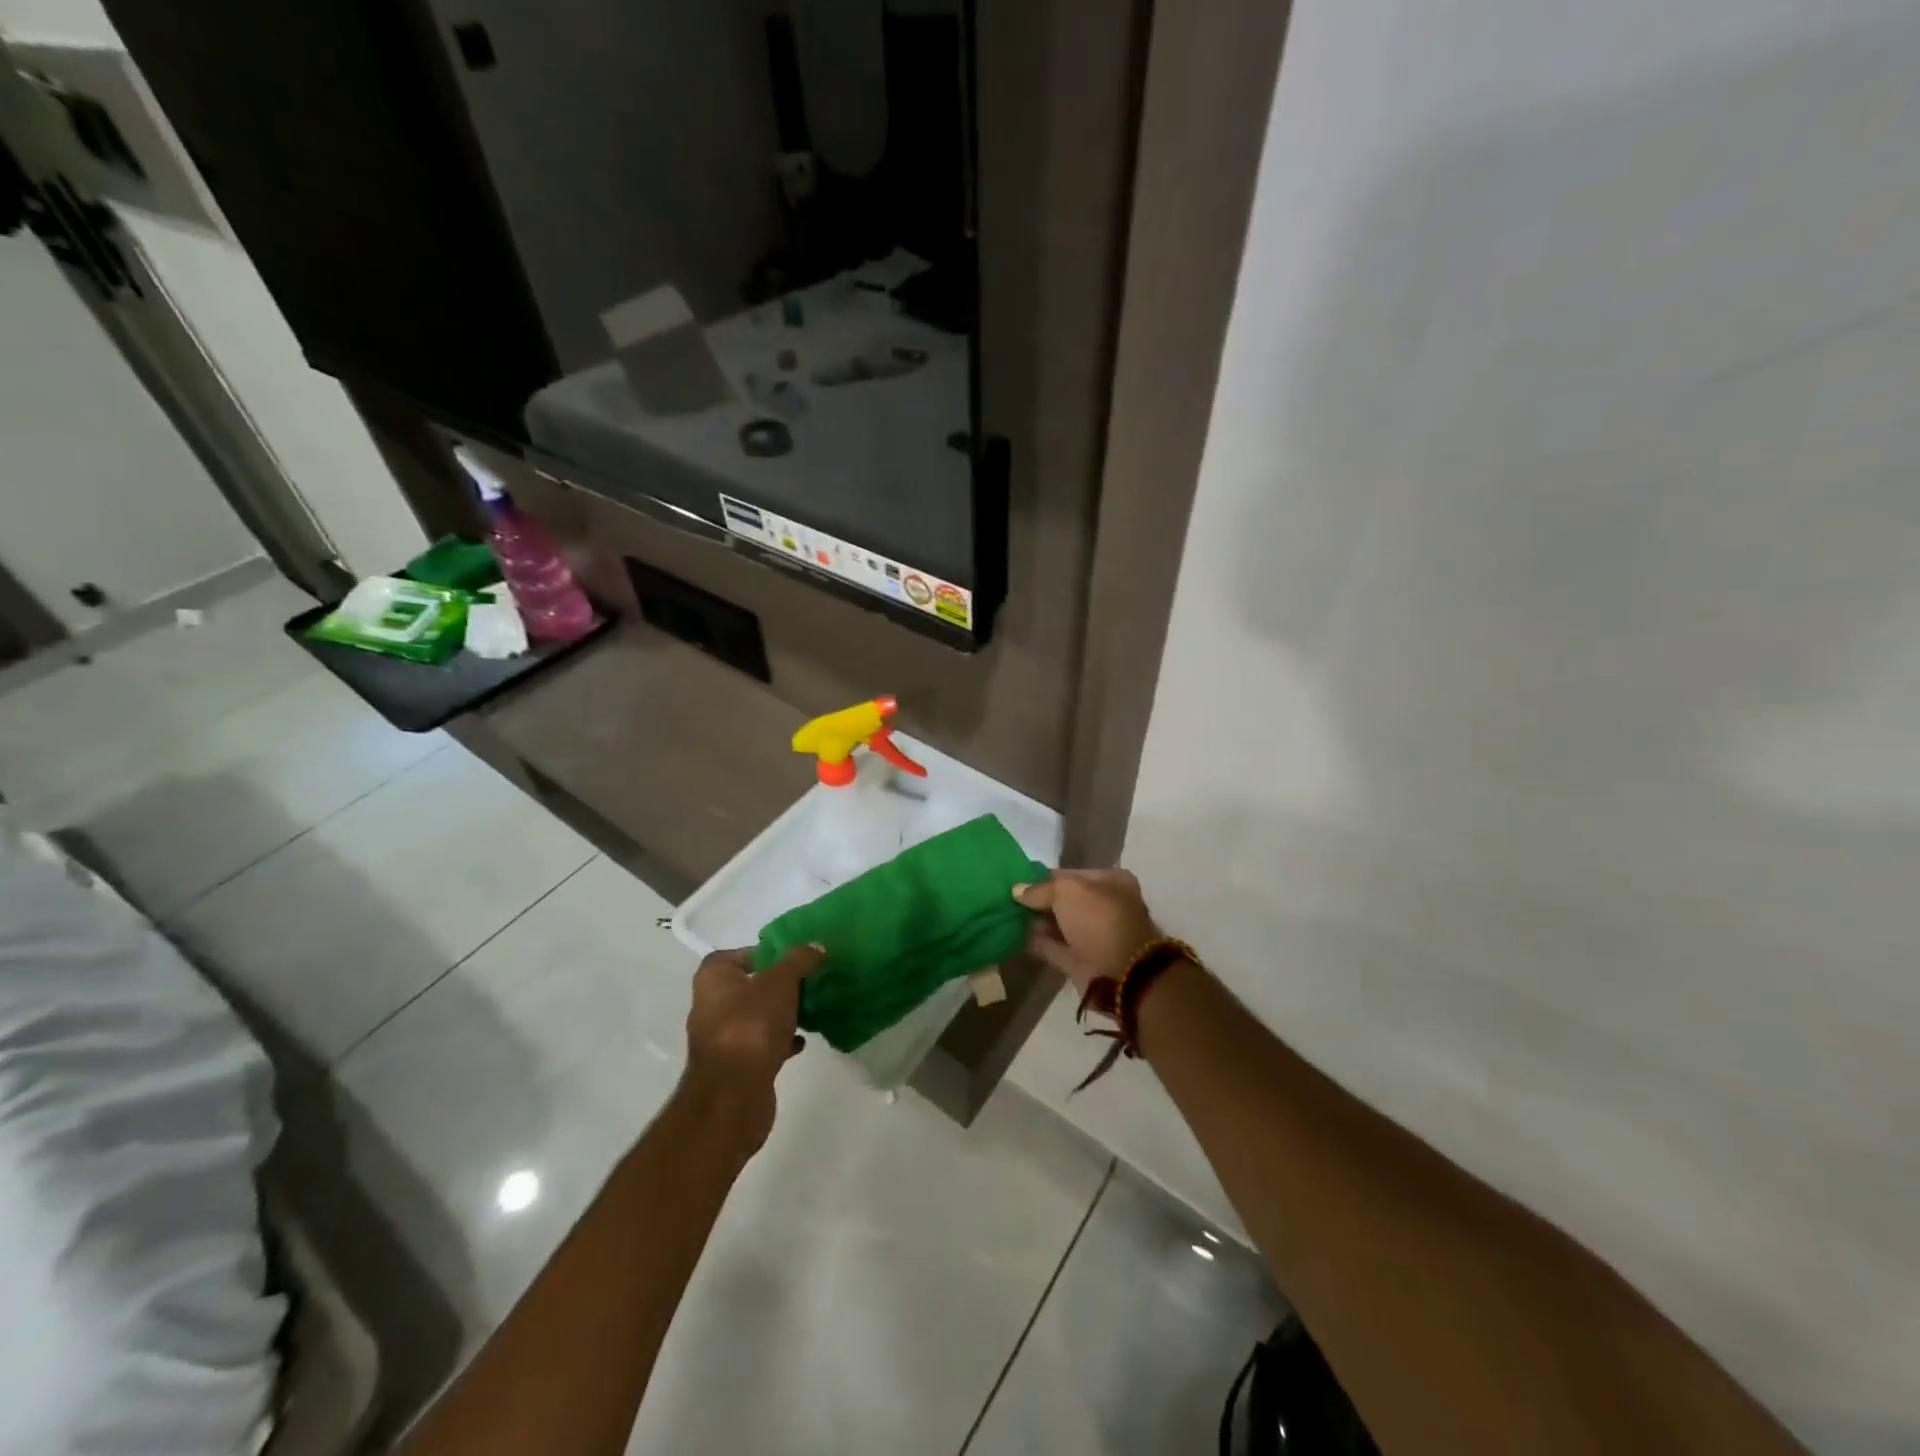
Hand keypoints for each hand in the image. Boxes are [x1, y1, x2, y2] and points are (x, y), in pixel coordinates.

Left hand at [682, 943, 824, 1151]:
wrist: (734, 1094)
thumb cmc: (751, 1025)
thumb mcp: (781, 982)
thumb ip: (800, 960)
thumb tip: (817, 946)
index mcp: (713, 979)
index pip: (735, 954)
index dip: (763, 954)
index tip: (792, 959)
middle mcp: (710, 1005)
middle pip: (749, 985)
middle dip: (778, 985)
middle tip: (808, 981)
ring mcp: (721, 1038)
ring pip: (757, 1016)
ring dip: (781, 1013)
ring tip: (811, 1010)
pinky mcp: (735, 1065)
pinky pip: (761, 1043)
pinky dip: (780, 1040)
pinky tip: (802, 1042)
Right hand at [1012, 870, 1160, 994]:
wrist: (1120, 974)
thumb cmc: (1098, 920)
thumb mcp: (1067, 891)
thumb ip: (1040, 889)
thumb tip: (1017, 890)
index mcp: (1111, 882)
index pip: (1072, 875)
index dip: (1044, 877)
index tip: (1018, 880)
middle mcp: (1105, 906)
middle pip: (1065, 900)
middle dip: (1039, 901)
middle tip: (1008, 899)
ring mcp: (1093, 936)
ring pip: (1058, 924)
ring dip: (1036, 921)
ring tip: (1007, 915)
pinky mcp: (1081, 961)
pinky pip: (1054, 947)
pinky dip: (1037, 942)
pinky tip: (1014, 935)